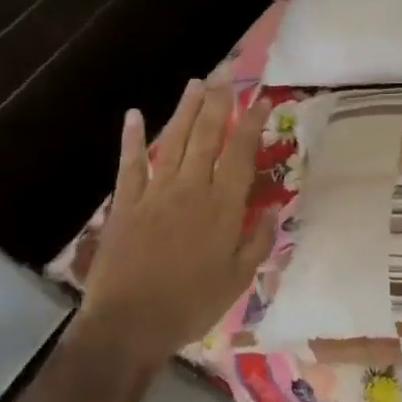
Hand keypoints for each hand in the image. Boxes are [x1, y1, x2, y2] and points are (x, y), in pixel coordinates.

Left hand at [76, 75, 273, 367]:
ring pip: (174, 141)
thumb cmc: (191, 304)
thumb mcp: (238, 279)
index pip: (241, 153)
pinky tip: (135, 115)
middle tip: (227, 76)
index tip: (261, 101)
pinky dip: (132, 139)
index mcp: (223, 206)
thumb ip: (258, 241)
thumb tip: (275, 210)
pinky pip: (130, 165)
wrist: (129, 324)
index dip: (252, 123)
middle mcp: (191, 189)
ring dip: (186, 110)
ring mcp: (155, 193)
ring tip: (196, 83)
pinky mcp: (125, 204)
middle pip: (207, 136)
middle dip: (219, 103)